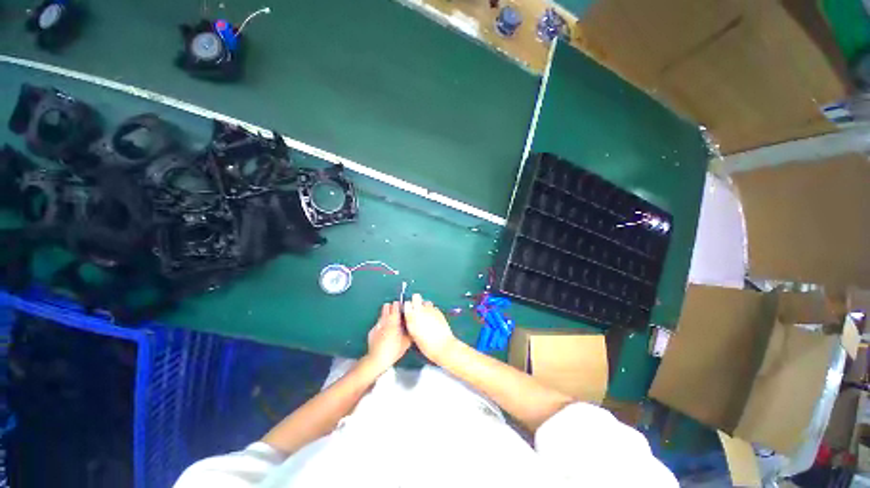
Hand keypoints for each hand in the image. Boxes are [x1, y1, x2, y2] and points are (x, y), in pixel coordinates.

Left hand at [365, 301, 410, 370]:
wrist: (377, 359)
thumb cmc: (393, 350)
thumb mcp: (406, 342)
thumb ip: (410, 332)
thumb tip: (413, 327)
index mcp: (393, 320)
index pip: (395, 305)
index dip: (399, 304)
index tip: (402, 306)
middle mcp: (384, 320)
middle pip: (386, 307)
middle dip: (391, 308)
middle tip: (397, 313)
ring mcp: (377, 325)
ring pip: (382, 315)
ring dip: (386, 316)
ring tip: (391, 323)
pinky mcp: (372, 331)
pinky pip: (378, 324)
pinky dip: (381, 325)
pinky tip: (384, 332)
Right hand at [403, 293, 457, 363]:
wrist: (443, 346)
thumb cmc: (426, 345)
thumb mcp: (414, 335)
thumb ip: (411, 323)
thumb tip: (411, 318)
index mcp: (412, 317)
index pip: (407, 303)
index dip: (408, 306)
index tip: (408, 310)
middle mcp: (420, 310)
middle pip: (416, 296)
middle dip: (416, 301)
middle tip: (417, 309)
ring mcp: (431, 309)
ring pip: (426, 301)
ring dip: (425, 306)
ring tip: (426, 315)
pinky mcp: (439, 311)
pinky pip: (433, 307)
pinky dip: (432, 311)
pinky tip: (433, 319)